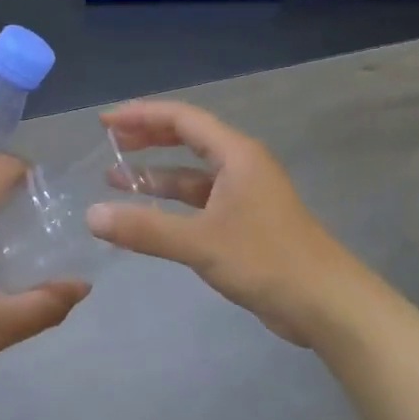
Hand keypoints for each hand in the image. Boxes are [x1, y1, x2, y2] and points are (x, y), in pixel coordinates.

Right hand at [85, 100, 369, 346]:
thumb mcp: (200, 243)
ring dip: (157, 175)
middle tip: (109, 143)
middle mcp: (241, 166)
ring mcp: (245, 195)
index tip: (105, 123)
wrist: (326, 303)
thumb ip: (145, 229)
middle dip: (147, 139)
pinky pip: (200, 202)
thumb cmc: (266, 260)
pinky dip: (173, 204)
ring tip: (115, 180)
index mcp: (236, 154)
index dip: (141, 116)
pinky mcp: (246, 223)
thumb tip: (92, 215)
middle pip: (188, 139)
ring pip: (193, 174)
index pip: (182, 119)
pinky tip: (148, 218)